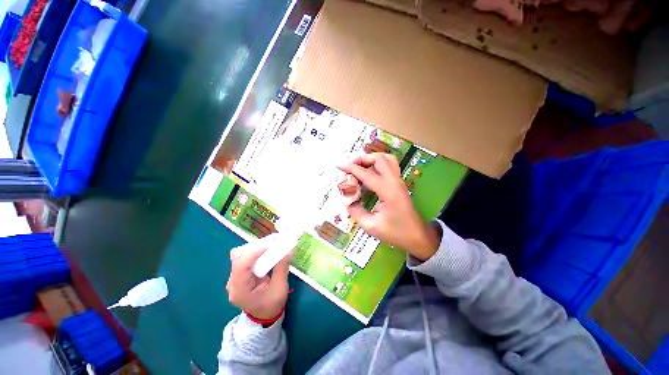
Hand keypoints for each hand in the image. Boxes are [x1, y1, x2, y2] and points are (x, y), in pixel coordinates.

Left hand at [226, 235, 291, 319]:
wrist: (263, 316)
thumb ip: (282, 268)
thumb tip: (289, 250)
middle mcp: (233, 281)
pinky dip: (258, 250)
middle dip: (257, 246)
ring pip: (242, 253)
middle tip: (274, 242)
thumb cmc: (271, 305)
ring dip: (258, 246)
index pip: (241, 265)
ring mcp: (236, 276)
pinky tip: (269, 248)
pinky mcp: (241, 272)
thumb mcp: (279, 289)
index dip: (254, 252)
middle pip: (239, 256)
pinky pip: (247, 256)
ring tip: (273, 243)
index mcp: (239, 290)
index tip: (270, 244)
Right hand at [339, 153, 440, 260]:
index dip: (351, 168)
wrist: (417, 236)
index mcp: (388, 192)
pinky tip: (369, 173)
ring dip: (371, 159)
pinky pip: (389, 165)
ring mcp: (399, 181)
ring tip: (360, 166)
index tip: (339, 165)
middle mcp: (394, 182)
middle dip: (362, 159)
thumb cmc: (396, 233)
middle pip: (379, 159)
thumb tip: (346, 200)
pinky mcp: (399, 183)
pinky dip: (377, 163)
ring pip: (387, 159)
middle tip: (350, 166)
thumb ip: (355, 212)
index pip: (367, 174)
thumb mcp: (371, 226)